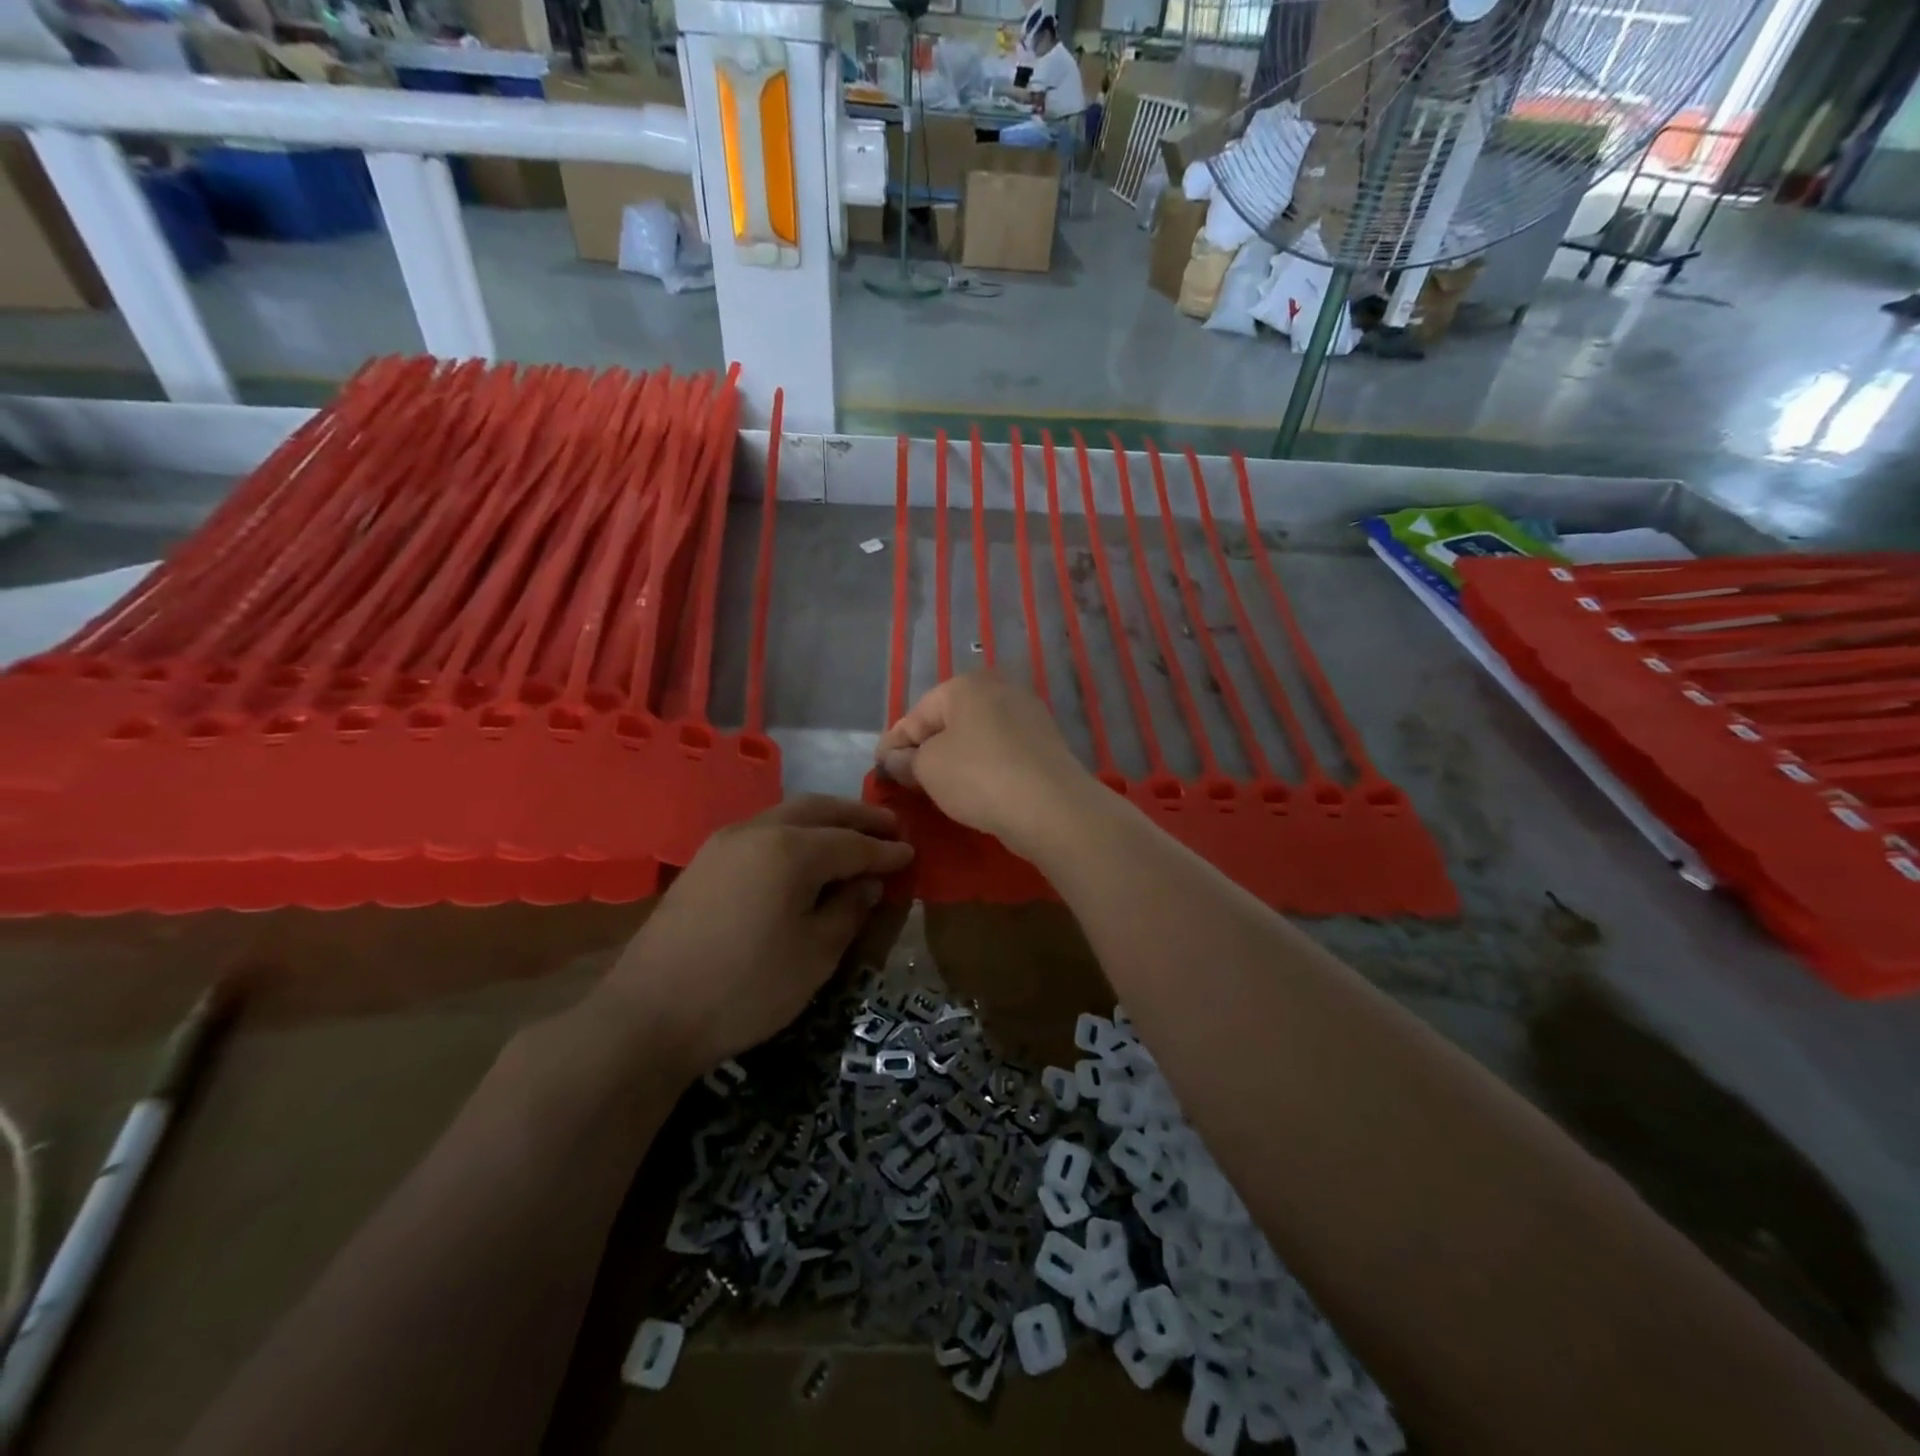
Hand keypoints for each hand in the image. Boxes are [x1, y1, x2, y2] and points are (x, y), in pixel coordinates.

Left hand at [600, 797, 912, 1080]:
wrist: (649, 1014)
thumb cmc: (745, 989)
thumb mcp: (814, 956)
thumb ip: (848, 910)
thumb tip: (866, 882)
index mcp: (791, 850)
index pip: (852, 843)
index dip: (884, 850)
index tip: (911, 853)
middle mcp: (758, 831)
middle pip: (818, 810)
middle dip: (857, 816)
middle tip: (889, 826)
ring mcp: (725, 842)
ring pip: (786, 814)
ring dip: (824, 819)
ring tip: (851, 834)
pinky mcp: (704, 861)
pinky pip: (762, 830)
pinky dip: (793, 832)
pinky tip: (803, 853)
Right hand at [875, 673, 1091, 849]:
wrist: (1052, 806)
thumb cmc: (979, 776)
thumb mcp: (928, 769)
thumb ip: (906, 760)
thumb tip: (896, 759)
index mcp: (966, 685)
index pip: (917, 714)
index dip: (894, 743)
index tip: (879, 767)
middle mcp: (1000, 689)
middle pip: (949, 721)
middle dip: (925, 748)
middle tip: (905, 778)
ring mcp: (1028, 714)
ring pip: (976, 736)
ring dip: (954, 758)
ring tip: (936, 787)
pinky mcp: (1046, 743)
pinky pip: (1000, 751)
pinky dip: (982, 766)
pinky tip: (974, 789)